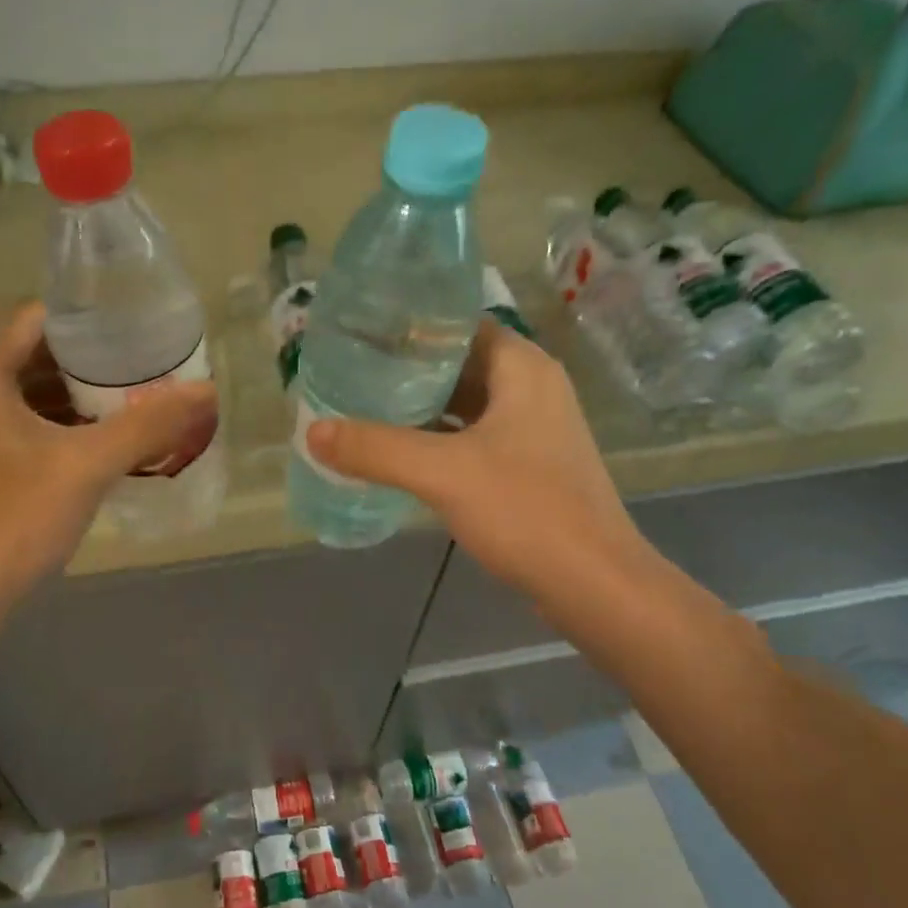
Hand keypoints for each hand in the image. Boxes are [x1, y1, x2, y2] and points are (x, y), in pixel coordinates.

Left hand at [0, 303, 214, 610]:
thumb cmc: (18, 519)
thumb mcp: (89, 466)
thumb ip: (148, 425)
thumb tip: (206, 390)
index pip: (35, 321)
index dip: (84, 316)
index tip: (131, 323)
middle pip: (38, 358)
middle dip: (91, 360)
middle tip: (144, 362)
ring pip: (36, 398)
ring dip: (81, 397)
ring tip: (135, 397)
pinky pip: (32, 430)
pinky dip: (68, 428)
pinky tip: (107, 444)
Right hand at [306, 320, 648, 601]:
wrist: (594, 584)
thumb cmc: (526, 510)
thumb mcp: (442, 473)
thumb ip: (375, 448)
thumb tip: (312, 432)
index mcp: (522, 368)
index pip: (459, 324)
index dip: (411, 326)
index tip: (361, 333)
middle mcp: (531, 388)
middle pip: (459, 363)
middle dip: (406, 369)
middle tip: (351, 371)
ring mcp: (532, 430)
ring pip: (465, 403)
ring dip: (420, 406)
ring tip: (363, 406)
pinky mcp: (527, 466)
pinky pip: (472, 437)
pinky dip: (437, 439)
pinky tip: (398, 451)